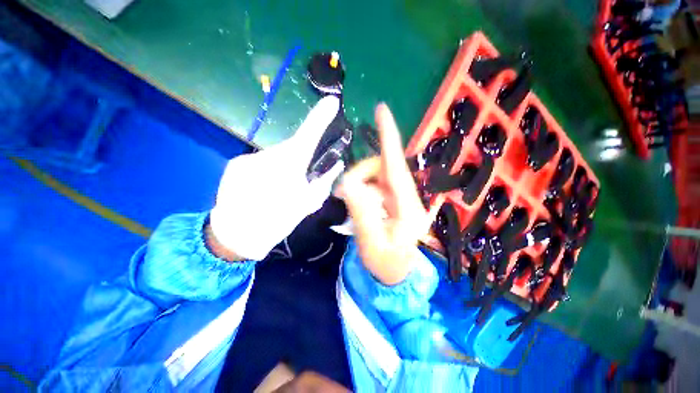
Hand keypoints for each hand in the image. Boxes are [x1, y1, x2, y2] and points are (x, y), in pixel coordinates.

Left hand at [209, 96, 343, 260]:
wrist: (236, 236)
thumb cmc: (277, 221)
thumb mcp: (309, 204)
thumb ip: (325, 182)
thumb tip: (337, 164)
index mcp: (290, 168)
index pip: (308, 136)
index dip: (320, 118)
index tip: (331, 102)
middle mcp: (268, 156)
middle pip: (291, 149)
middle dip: (298, 160)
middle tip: (298, 181)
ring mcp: (248, 158)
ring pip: (275, 157)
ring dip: (282, 169)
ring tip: (278, 191)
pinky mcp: (235, 164)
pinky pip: (259, 162)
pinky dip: (266, 172)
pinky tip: (262, 189)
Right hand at [340, 104, 435, 284]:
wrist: (395, 275)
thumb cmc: (386, 264)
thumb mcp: (371, 242)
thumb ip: (362, 212)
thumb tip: (349, 183)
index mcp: (408, 207)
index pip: (397, 166)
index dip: (389, 138)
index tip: (382, 110)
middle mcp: (407, 197)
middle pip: (382, 168)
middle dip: (360, 173)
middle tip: (341, 191)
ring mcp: (400, 198)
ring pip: (376, 175)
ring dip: (359, 182)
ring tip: (344, 198)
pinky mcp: (392, 201)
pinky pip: (374, 185)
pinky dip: (361, 188)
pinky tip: (353, 200)